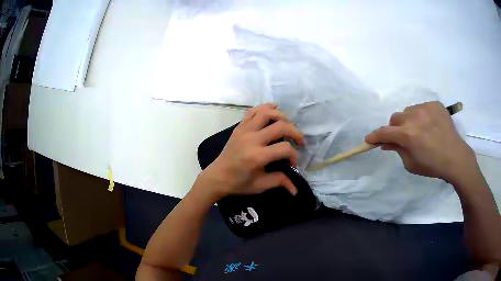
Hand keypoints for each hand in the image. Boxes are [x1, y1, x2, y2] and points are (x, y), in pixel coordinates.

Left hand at [196, 103, 304, 200]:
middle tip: (299, 141)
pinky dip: (265, 108)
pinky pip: (253, 111)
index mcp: (257, 156)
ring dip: (282, 116)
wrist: (217, 177)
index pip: (285, 148)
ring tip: (288, 125)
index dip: (294, 155)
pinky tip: (274, 110)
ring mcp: (244, 130)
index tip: (293, 164)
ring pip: (267, 113)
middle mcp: (251, 139)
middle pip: (280, 126)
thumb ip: (279, 182)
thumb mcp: (260, 185)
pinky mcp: (239, 127)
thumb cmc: (238, 183)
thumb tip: (295, 189)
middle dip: (295, 132)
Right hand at [365, 101, 476, 183]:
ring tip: (419, 130)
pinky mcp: (435, 104)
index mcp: (407, 135)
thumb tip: (387, 143)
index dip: (375, 136)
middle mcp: (414, 117)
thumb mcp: (411, 163)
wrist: (455, 157)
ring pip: (408, 111)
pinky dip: (422, 116)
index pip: (384, 132)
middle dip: (395, 128)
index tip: (369, 140)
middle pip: (395, 118)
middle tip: (402, 137)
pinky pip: (422, 107)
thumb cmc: (432, 165)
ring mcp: (425, 108)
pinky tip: (430, 125)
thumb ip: (397, 150)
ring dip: (408, 120)